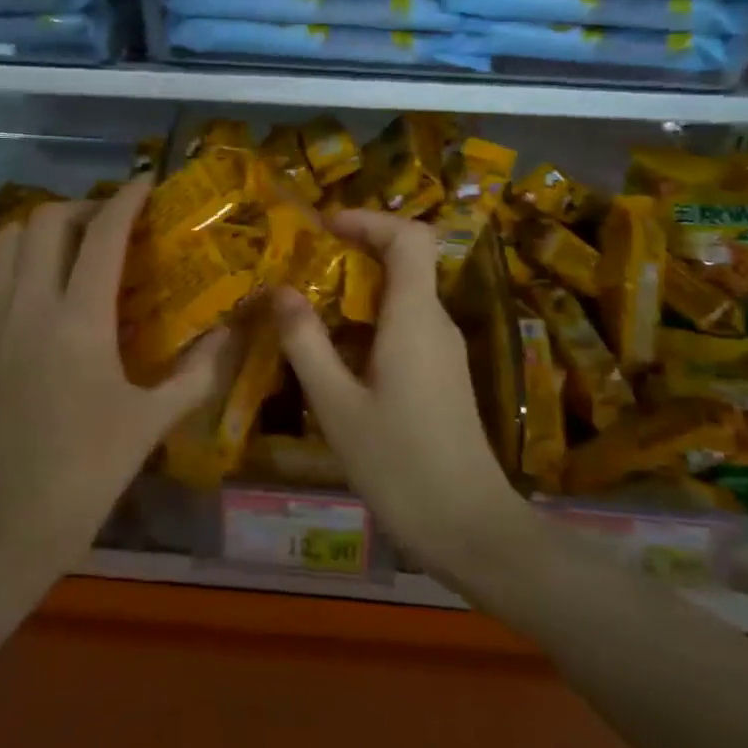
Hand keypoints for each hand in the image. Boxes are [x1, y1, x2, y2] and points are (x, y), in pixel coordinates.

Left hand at [0, 177, 232, 578]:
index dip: (127, 199)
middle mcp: (28, 305)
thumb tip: (227, 335)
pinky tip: (24, 286)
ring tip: (69, 249)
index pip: (104, 235)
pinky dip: (3, 262)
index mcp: (79, 320)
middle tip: (110, 224)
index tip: (146, 183)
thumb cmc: (82, 477)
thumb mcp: (149, 425)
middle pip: (46, 221)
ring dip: (41, 230)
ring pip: (7, 241)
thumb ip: (195, 373)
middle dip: (82, 207)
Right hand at [271, 209, 527, 579]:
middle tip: (301, 261)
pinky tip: (332, 352)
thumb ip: (306, 342)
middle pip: (405, 260)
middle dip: (354, 250)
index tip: (323, 225)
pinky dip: (368, 321)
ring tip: (305, 303)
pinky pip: (404, 326)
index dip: (368, 219)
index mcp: (415, 318)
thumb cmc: (398, 464)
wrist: (468, 528)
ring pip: (402, 295)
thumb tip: (279, 290)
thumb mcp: (336, 404)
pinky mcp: (441, 375)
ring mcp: (443, 350)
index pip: (409, 236)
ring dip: (356, 289)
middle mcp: (435, 323)